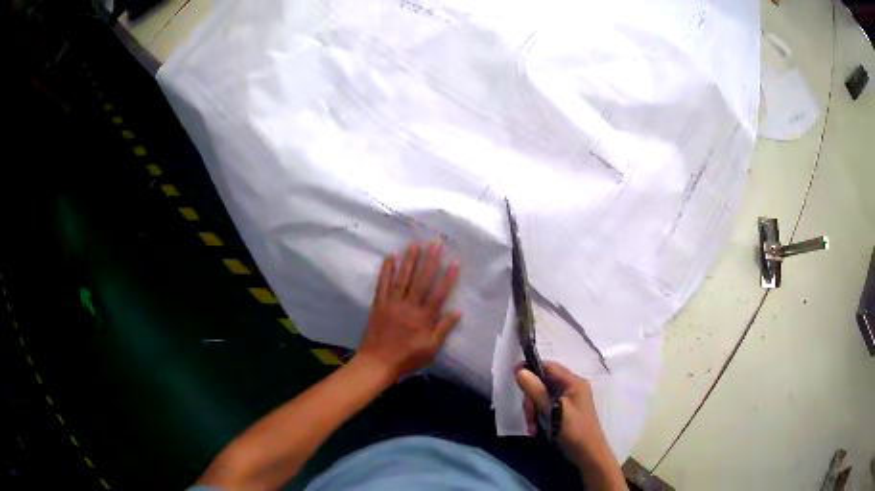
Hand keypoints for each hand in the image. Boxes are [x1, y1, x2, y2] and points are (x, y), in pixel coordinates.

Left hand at [356, 241, 461, 379]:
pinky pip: (383, 284)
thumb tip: (458, 311)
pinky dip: (386, 270)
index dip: (447, 278)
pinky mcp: (378, 304)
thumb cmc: (407, 358)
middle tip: (435, 243)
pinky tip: (391, 257)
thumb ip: (443, 329)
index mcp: (423, 319)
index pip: (438, 295)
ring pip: (402, 279)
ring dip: (409, 261)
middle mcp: (408, 307)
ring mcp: (392, 304)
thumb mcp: (430, 349)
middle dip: (429, 261)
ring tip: (415, 244)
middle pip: (420, 281)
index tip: (454, 262)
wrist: (377, 363)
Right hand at [517, 362, 624, 489]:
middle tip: (528, 416)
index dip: (531, 368)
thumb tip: (520, 371)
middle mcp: (572, 388)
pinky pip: (546, 407)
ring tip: (533, 427)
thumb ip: (537, 391)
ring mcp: (569, 400)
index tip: (514, 376)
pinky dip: (539, 416)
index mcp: (574, 382)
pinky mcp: (565, 411)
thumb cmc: (574, 430)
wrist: (588, 454)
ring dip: (534, 411)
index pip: (549, 367)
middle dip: (532, 399)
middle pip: (543, 383)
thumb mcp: (553, 410)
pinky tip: (536, 429)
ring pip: (543, 397)